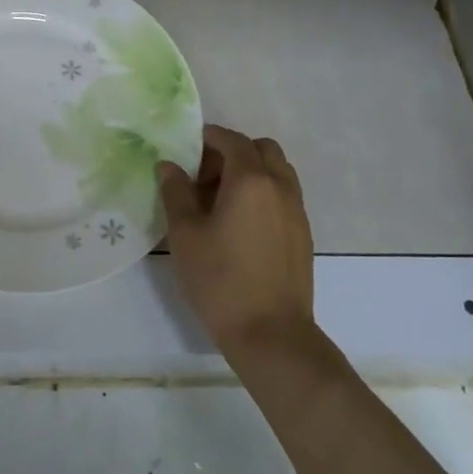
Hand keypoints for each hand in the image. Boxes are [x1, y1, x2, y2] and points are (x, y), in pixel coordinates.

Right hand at [158, 125, 315, 355]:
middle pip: (262, 149)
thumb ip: (175, 192)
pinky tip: (240, 225)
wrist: (271, 335)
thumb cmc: (221, 279)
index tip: (187, 151)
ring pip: (278, 172)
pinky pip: (284, 196)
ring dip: (252, 172)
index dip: (209, 138)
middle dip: (233, 152)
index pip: (232, 140)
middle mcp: (280, 187)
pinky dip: (264, 194)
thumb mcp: (185, 234)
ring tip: (222, 201)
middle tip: (205, 176)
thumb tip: (168, 166)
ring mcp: (297, 212)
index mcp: (251, 180)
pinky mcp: (303, 235)